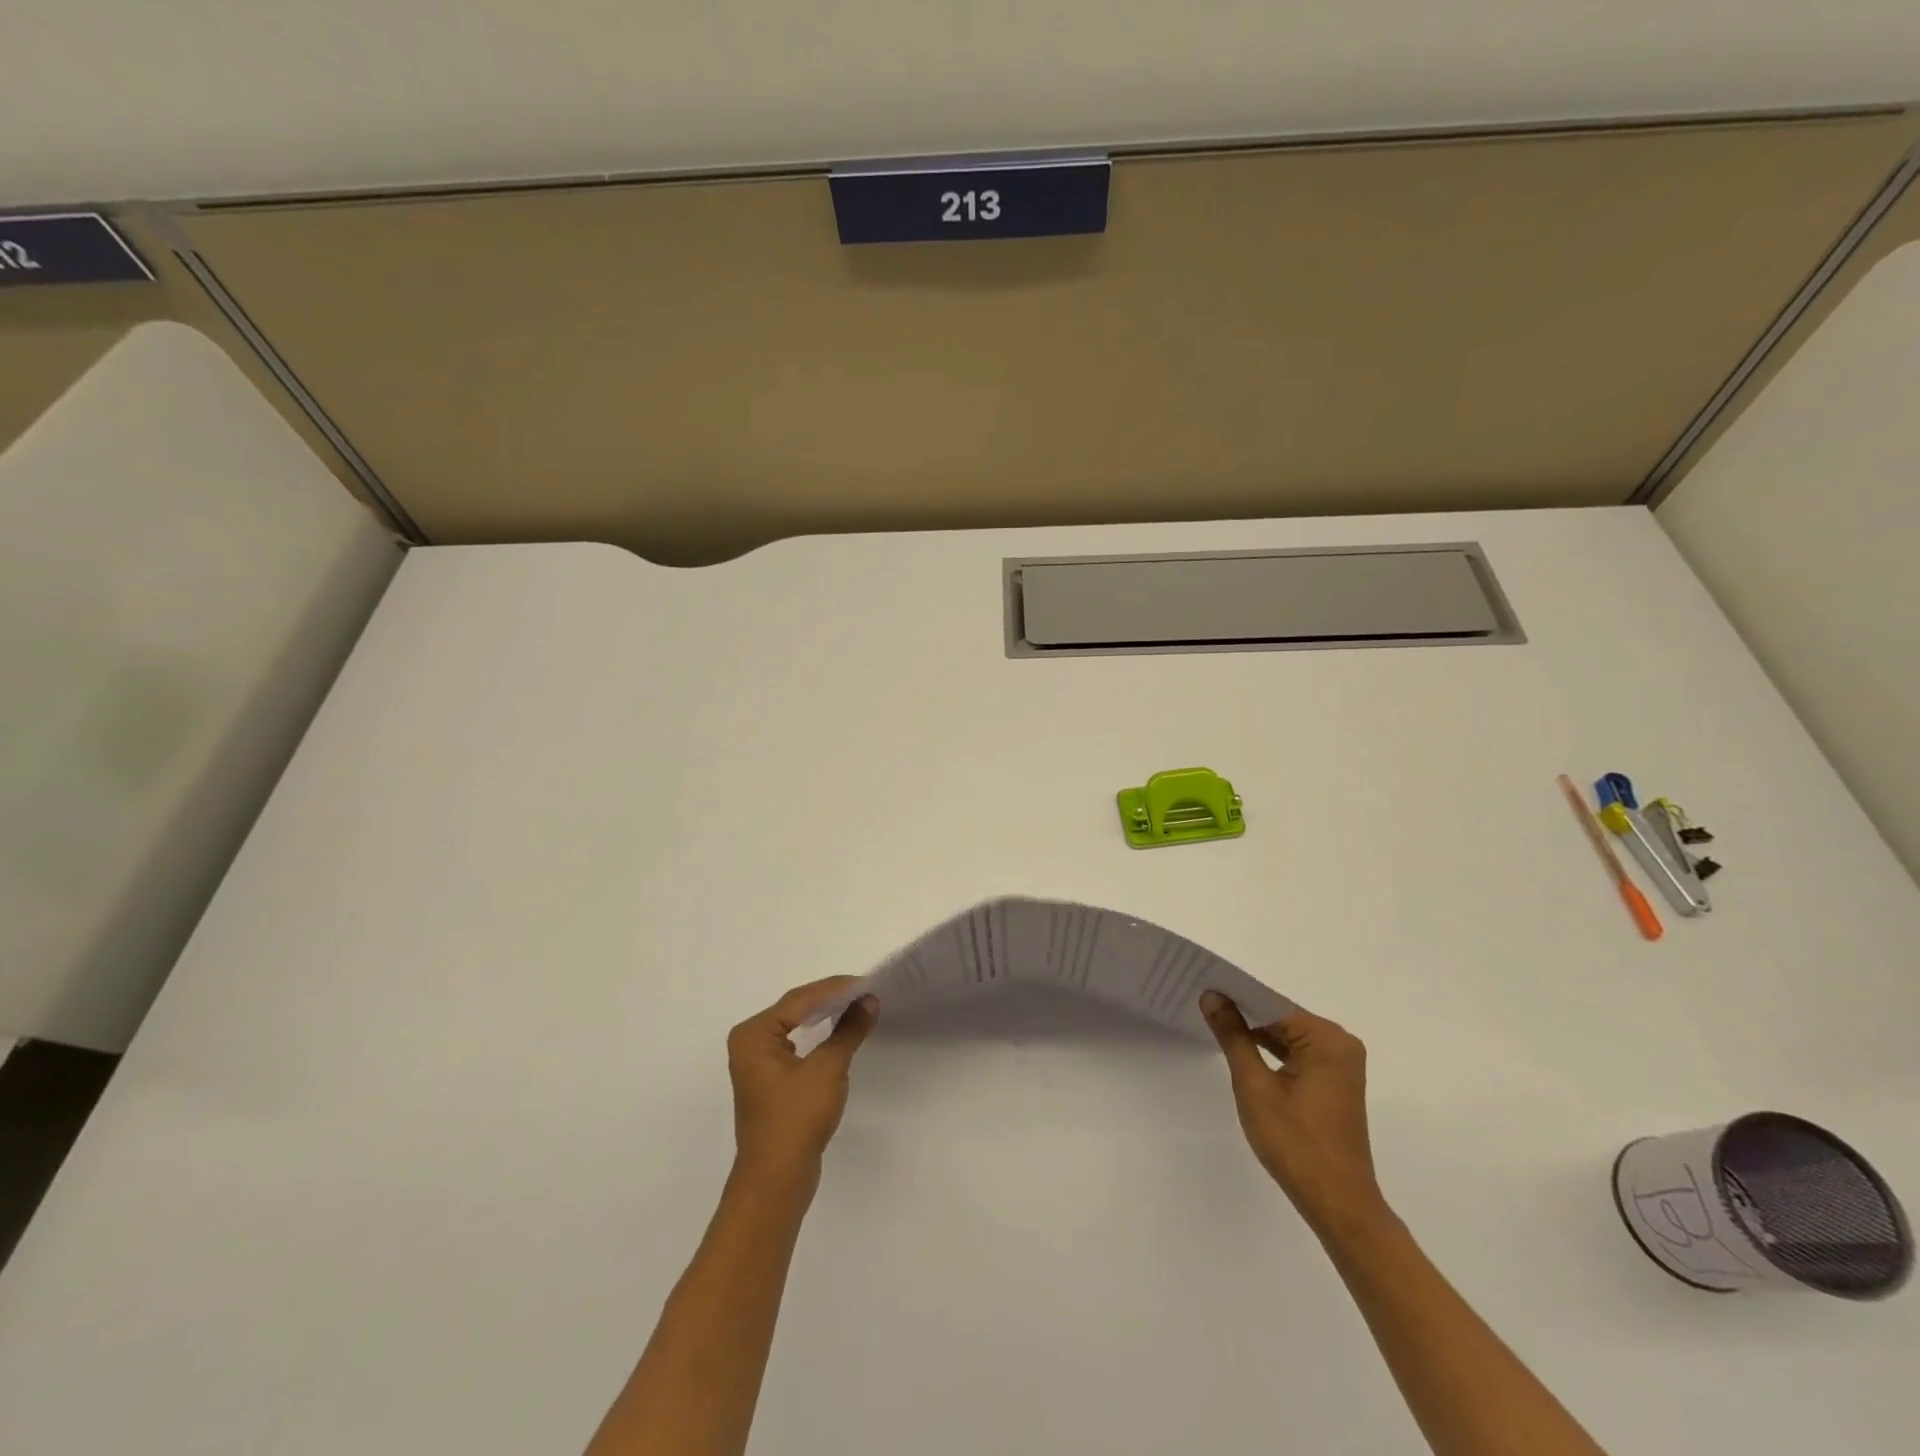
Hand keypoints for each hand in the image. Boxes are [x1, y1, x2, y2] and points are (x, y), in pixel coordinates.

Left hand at [727, 977, 878, 1176]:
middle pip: (796, 1008)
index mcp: (754, 1033)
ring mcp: (758, 1062)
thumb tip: (869, 1001)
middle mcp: (750, 1042)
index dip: (836, 988)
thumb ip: (848, 1030)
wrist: (776, 1180)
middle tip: (865, 991)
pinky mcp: (770, 1080)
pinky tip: (839, 1031)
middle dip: (831, 998)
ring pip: (796, 1025)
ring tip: (857, 1005)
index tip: (867, 982)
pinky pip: (796, 1044)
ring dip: (826, 1015)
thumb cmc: (796, 1118)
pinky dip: (819, 1035)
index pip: (800, 999)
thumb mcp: (828, 1068)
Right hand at [1199, 992, 1385, 1233]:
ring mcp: (1339, 1064)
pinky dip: (1271, 1051)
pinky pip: (1297, 1053)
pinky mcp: (1334, 1082)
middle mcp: (1340, 1043)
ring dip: (1256, 1033)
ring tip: (1214, 1019)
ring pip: (1288, 1036)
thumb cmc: (1295, 1143)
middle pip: (1281, 1018)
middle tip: (1202, 1001)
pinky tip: (1242, 1047)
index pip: (1272, 1005)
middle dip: (1244, 1013)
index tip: (1202, 984)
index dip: (1236, 995)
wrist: (1337, 1203)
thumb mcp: (1254, 1085)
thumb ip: (1233, 1035)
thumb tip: (1212, 996)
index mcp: (1327, 1039)